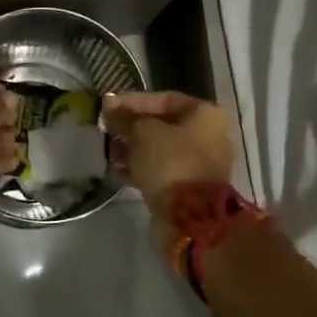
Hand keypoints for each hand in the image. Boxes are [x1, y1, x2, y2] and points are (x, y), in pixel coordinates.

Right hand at [102, 91, 236, 211]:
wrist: (190, 217)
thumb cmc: (170, 162)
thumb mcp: (142, 133)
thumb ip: (125, 118)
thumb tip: (109, 104)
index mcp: (204, 114)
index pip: (163, 99)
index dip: (132, 101)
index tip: (108, 107)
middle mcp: (208, 135)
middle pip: (163, 124)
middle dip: (132, 127)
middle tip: (107, 130)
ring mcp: (201, 163)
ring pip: (161, 149)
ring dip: (134, 148)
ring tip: (109, 151)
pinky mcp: (190, 187)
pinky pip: (162, 170)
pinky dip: (141, 167)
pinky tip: (117, 169)